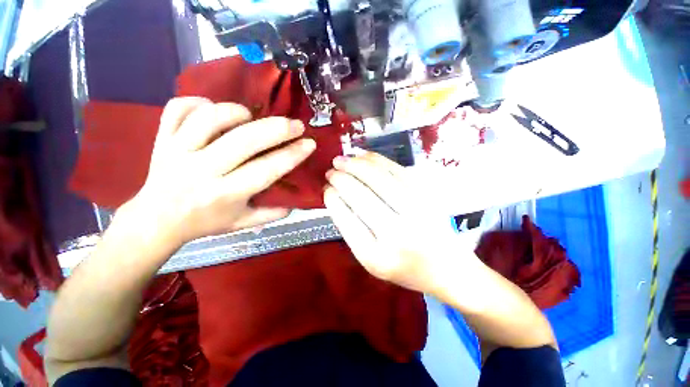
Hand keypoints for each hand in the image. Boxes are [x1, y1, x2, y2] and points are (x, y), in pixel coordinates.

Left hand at [125, 97, 315, 244]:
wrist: (157, 219)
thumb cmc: (204, 222)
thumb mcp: (242, 224)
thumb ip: (271, 214)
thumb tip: (296, 202)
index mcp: (226, 194)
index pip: (266, 170)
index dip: (292, 155)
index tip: (309, 144)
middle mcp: (202, 171)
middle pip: (243, 141)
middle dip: (276, 129)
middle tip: (295, 124)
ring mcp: (178, 151)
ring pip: (208, 119)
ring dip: (236, 112)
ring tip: (251, 116)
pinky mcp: (162, 138)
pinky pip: (178, 108)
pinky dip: (198, 101)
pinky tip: (214, 109)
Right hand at [324, 151, 479, 293]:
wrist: (448, 269)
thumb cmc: (405, 268)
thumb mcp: (371, 260)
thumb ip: (353, 231)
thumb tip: (337, 196)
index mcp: (377, 257)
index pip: (346, 219)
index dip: (333, 199)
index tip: (326, 188)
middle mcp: (397, 234)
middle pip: (361, 195)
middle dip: (341, 178)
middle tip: (330, 170)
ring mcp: (416, 211)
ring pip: (379, 177)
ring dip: (355, 164)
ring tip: (341, 159)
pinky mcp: (428, 196)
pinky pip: (397, 170)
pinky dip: (376, 160)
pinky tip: (363, 156)